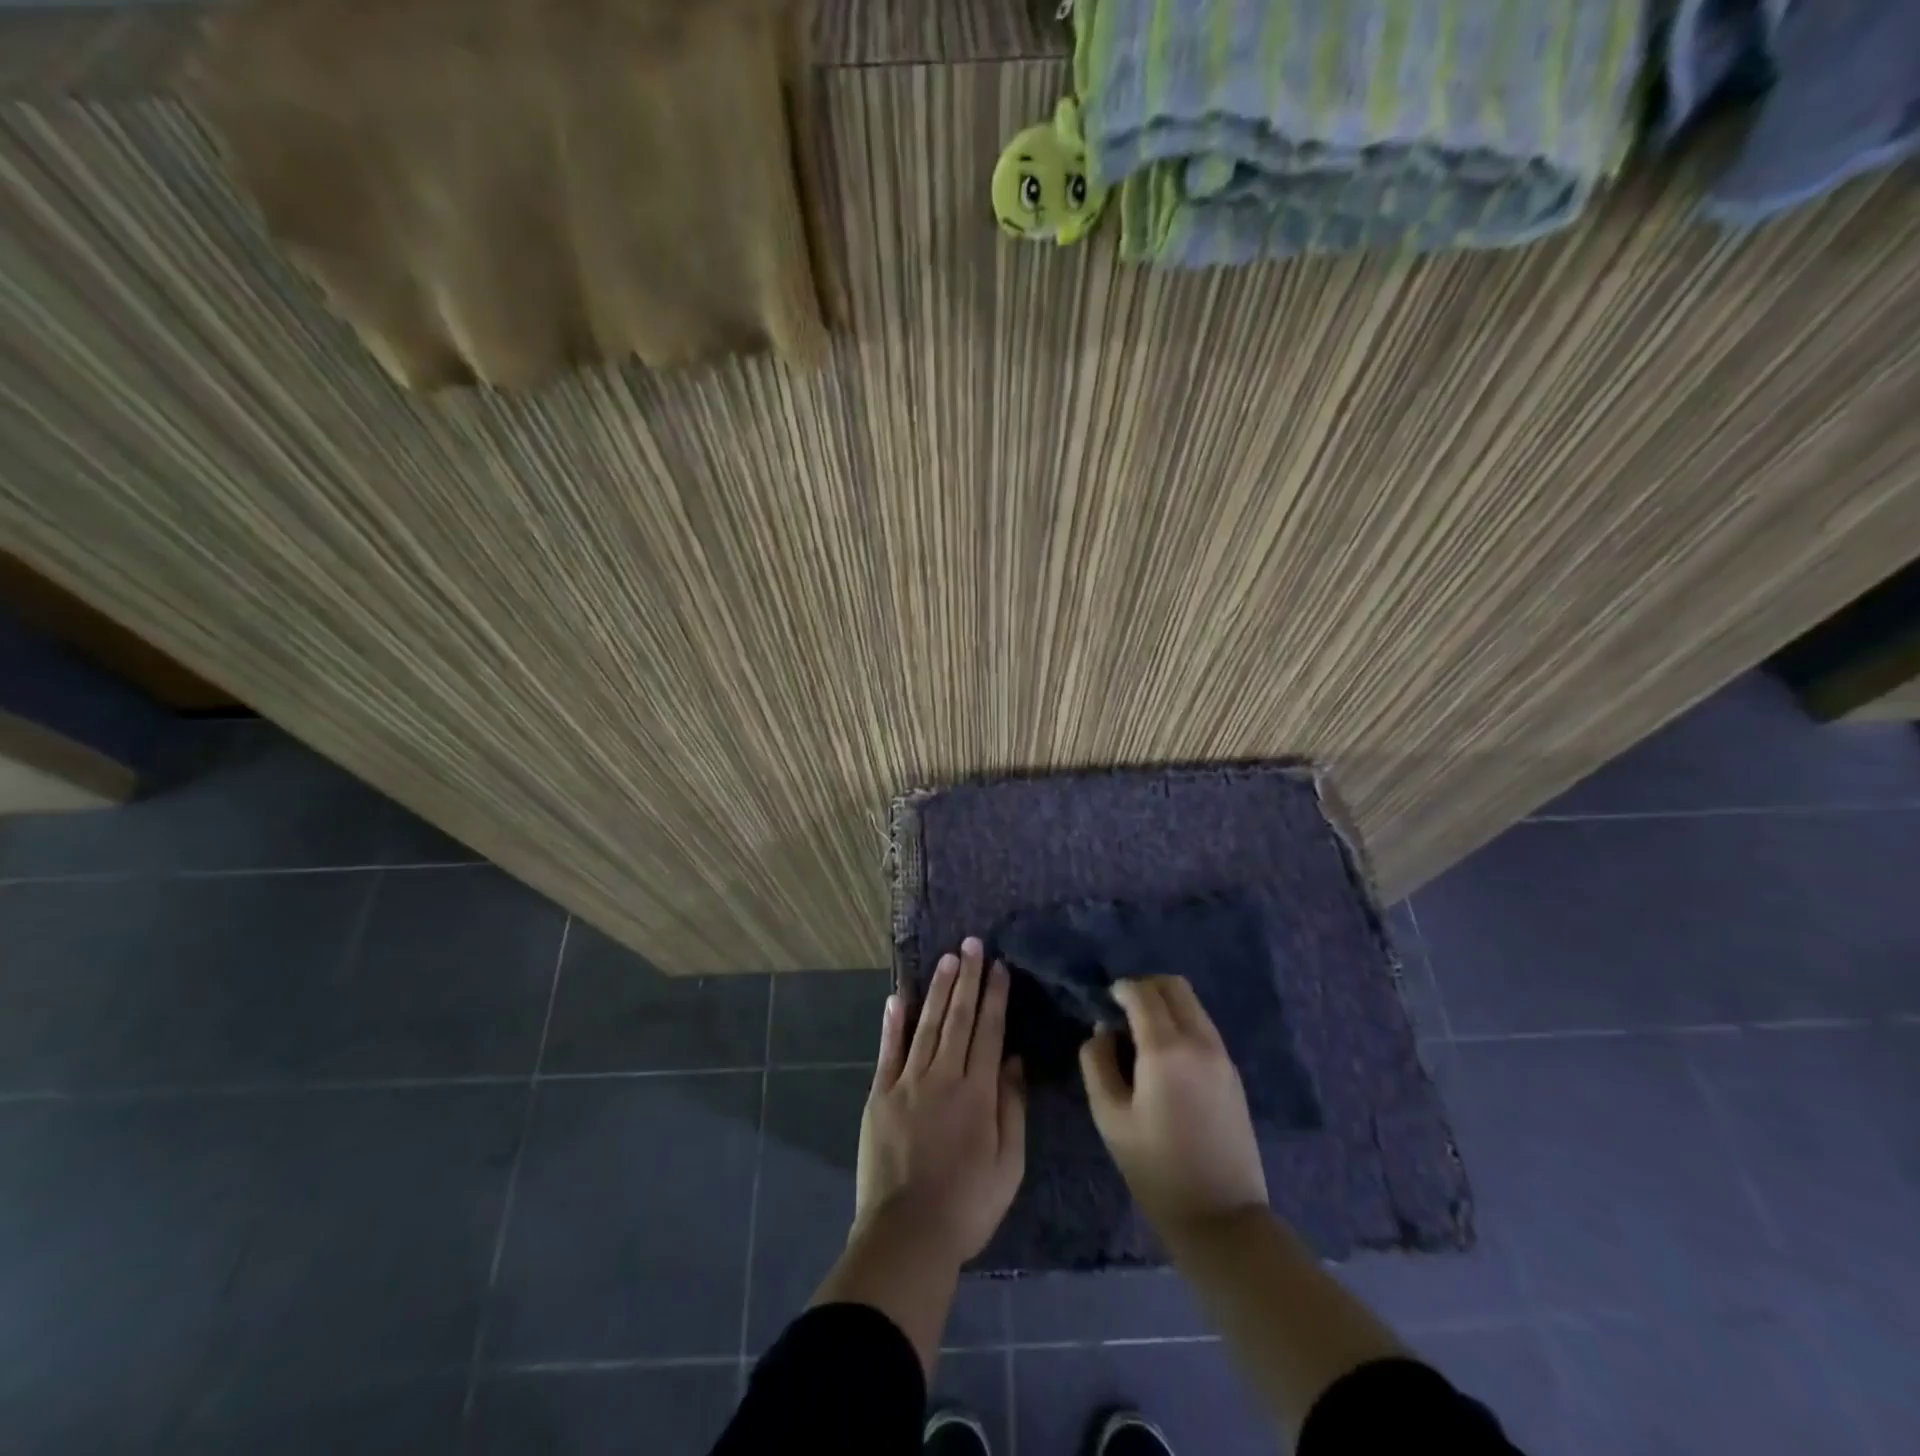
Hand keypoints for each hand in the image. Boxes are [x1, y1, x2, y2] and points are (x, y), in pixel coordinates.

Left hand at [854, 938, 1026, 1267]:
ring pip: (926, 1025)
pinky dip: (894, 1022)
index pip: (988, 1032)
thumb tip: (1013, 1060)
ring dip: (938, 989)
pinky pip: (888, 1051)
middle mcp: (942, 1077)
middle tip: (972, 945)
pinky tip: (899, 996)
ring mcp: (907, 1083)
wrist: (906, 1235)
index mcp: (977, 1093)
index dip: (994, 996)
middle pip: (957, 1018)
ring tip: (947, 959)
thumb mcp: (1008, 1165)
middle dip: (967, 978)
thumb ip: (1012, 1108)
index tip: (998, 966)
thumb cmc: (967, 1205)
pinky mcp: (879, 1095)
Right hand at [1080, 976, 1268, 1235]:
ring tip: (1142, 1035)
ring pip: (1193, 1004)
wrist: (1222, 1217)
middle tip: (1123, 1011)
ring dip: (1165, 1005)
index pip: (1143, 993)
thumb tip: (1103, 1031)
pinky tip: (1166, 1057)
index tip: (1105, 1000)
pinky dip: (1182, 1024)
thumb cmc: (1156, 1169)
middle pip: (1174, 986)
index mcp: (1166, 1049)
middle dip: (1145, 988)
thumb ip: (1097, 1063)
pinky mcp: (1232, 1073)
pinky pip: (1204, 1027)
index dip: (1121, 988)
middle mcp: (1199, 1041)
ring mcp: (1222, 1056)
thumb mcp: (1110, 1117)